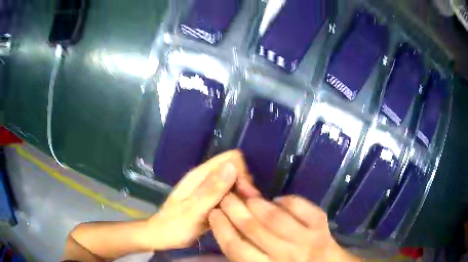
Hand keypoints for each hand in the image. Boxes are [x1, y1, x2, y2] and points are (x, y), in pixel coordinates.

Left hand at [144, 150, 259, 250]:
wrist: (162, 236)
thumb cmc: (175, 226)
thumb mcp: (194, 210)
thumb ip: (212, 190)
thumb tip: (232, 165)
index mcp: (200, 175)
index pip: (230, 158)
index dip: (241, 173)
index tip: (246, 193)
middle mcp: (205, 178)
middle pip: (234, 169)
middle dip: (244, 185)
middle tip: (246, 206)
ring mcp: (208, 189)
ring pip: (233, 182)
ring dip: (241, 195)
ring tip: (243, 212)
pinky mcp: (211, 200)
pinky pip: (229, 195)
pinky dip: (235, 202)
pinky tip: (237, 214)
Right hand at [209, 194, 360, 261]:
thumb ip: (248, 257)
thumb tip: (230, 233)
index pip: (236, 248)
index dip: (221, 227)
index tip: (213, 212)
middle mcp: (285, 256)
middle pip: (252, 229)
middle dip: (234, 208)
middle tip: (225, 196)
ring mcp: (307, 240)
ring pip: (275, 217)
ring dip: (257, 203)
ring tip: (245, 195)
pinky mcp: (323, 228)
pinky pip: (303, 208)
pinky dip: (289, 201)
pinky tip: (279, 200)